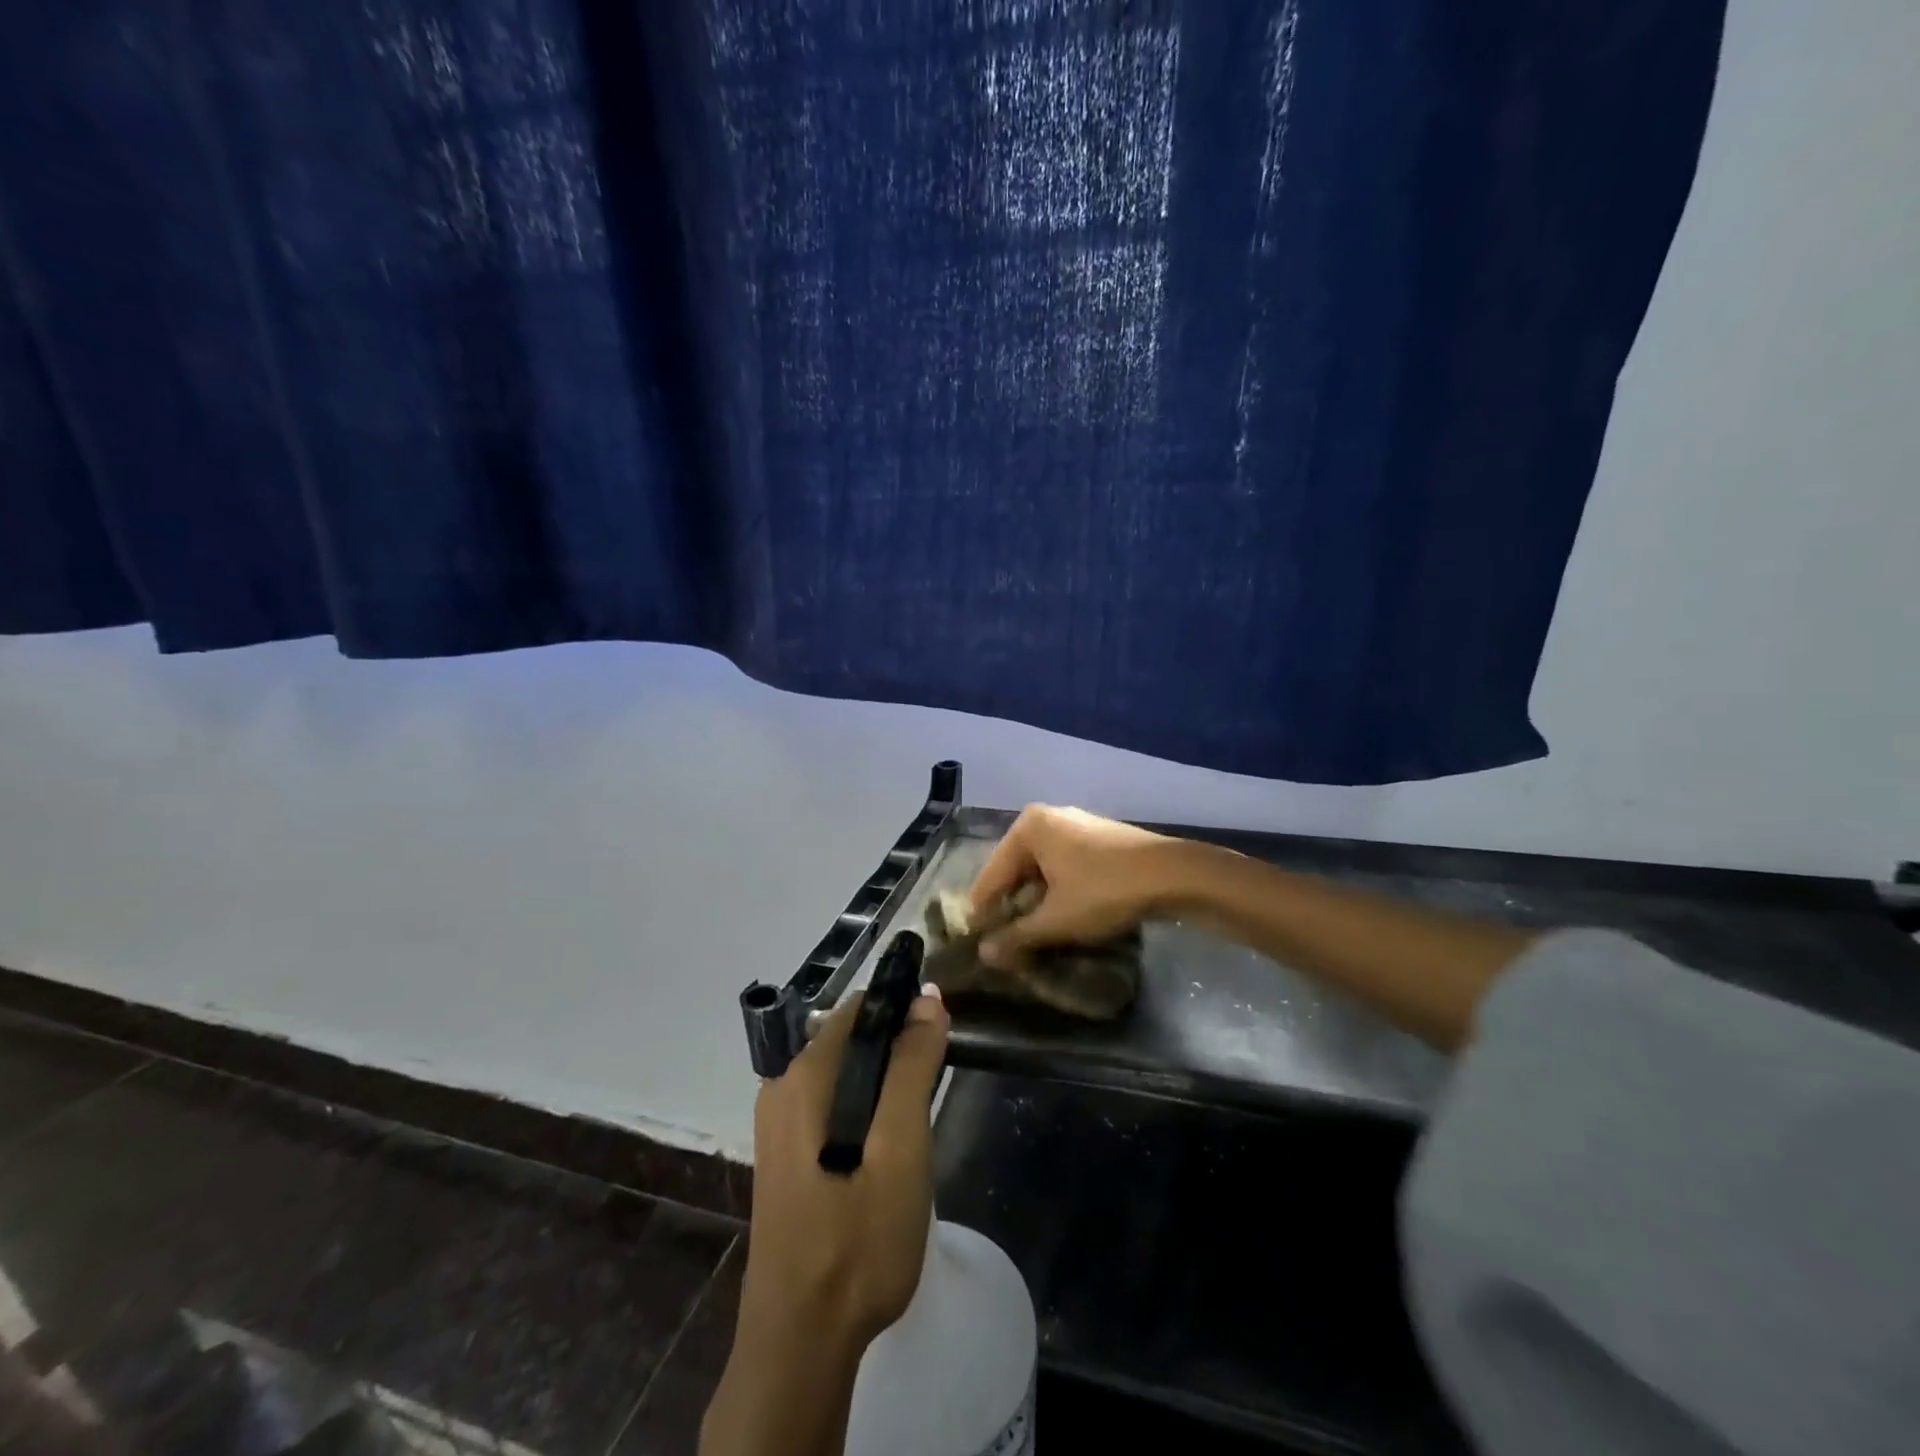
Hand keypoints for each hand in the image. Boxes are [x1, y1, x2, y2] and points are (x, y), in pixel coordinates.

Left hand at [739, 985, 950, 1350]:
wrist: (800, 1343)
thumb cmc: (857, 1240)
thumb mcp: (900, 1148)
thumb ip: (912, 1068)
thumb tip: (927, 998)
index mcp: (804, 1076)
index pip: (861, 1009)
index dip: (905, 1009)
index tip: (944, 1031)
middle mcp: (783, 1088)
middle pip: (852, 1039)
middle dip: (898, 1049)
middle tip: (938, 1086)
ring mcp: (779, 1125)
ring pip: (845, 1075)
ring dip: (885, 1081)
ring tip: (921, 1117)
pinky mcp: (786, 1156)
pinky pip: (832, 1106)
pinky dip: (866, 1108)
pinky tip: (889, 1146)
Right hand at [967, 805, 1181, 967]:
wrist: (1175, 874)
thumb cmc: (1106, 891)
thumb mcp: (1057, 919)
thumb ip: (1017, 936)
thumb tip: (984, 954)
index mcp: (1028, 828)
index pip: (991, 876)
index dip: (983, 913)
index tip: (976, 944)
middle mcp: (1046, 819)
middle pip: (1014, 871)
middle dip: (1011, 907)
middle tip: (1005, 944)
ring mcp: (1074, 826)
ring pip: (1040, 871)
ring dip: (1035, 903)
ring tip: (1031, 936)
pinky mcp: (1096, 839)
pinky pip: (1062, 867)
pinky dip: (1057, 892)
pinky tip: (1062, 917)